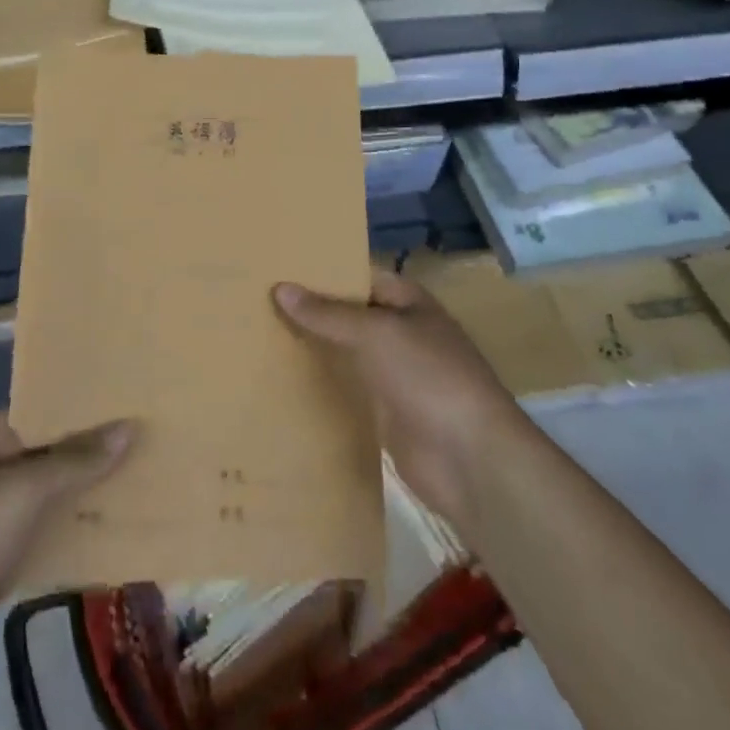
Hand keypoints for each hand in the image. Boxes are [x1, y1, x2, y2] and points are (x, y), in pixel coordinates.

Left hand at [0, 412, 134, 708]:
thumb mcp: (20, 492)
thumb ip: (74, 460)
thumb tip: (128, 426)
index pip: (52, 406)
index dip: (92, 405)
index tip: (139, 399)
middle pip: (57, 449)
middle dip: (100, 449)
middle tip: (157, 439)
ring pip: (56, 493)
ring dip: (93, 491)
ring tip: (150, 478)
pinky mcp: (3, 555)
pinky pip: (49, 532)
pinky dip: (78, 530)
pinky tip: (118, 530)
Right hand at [274, 270, 522, 530]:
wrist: (471, 461)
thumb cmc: (428, 377)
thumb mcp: (375, 333)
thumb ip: (327, 313)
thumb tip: (280, 288)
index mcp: (408, 302)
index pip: (358, 276)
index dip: (322, 272)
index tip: (279, 269)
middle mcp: (401, 333)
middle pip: (349, 316)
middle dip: (311, 311)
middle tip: (257, 301)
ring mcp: (394, 376)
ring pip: (344, 354)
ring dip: (313, 349)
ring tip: (258, 335)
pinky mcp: (384, 414)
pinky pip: (346, 391)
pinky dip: (321, 386)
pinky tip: (281, 380)